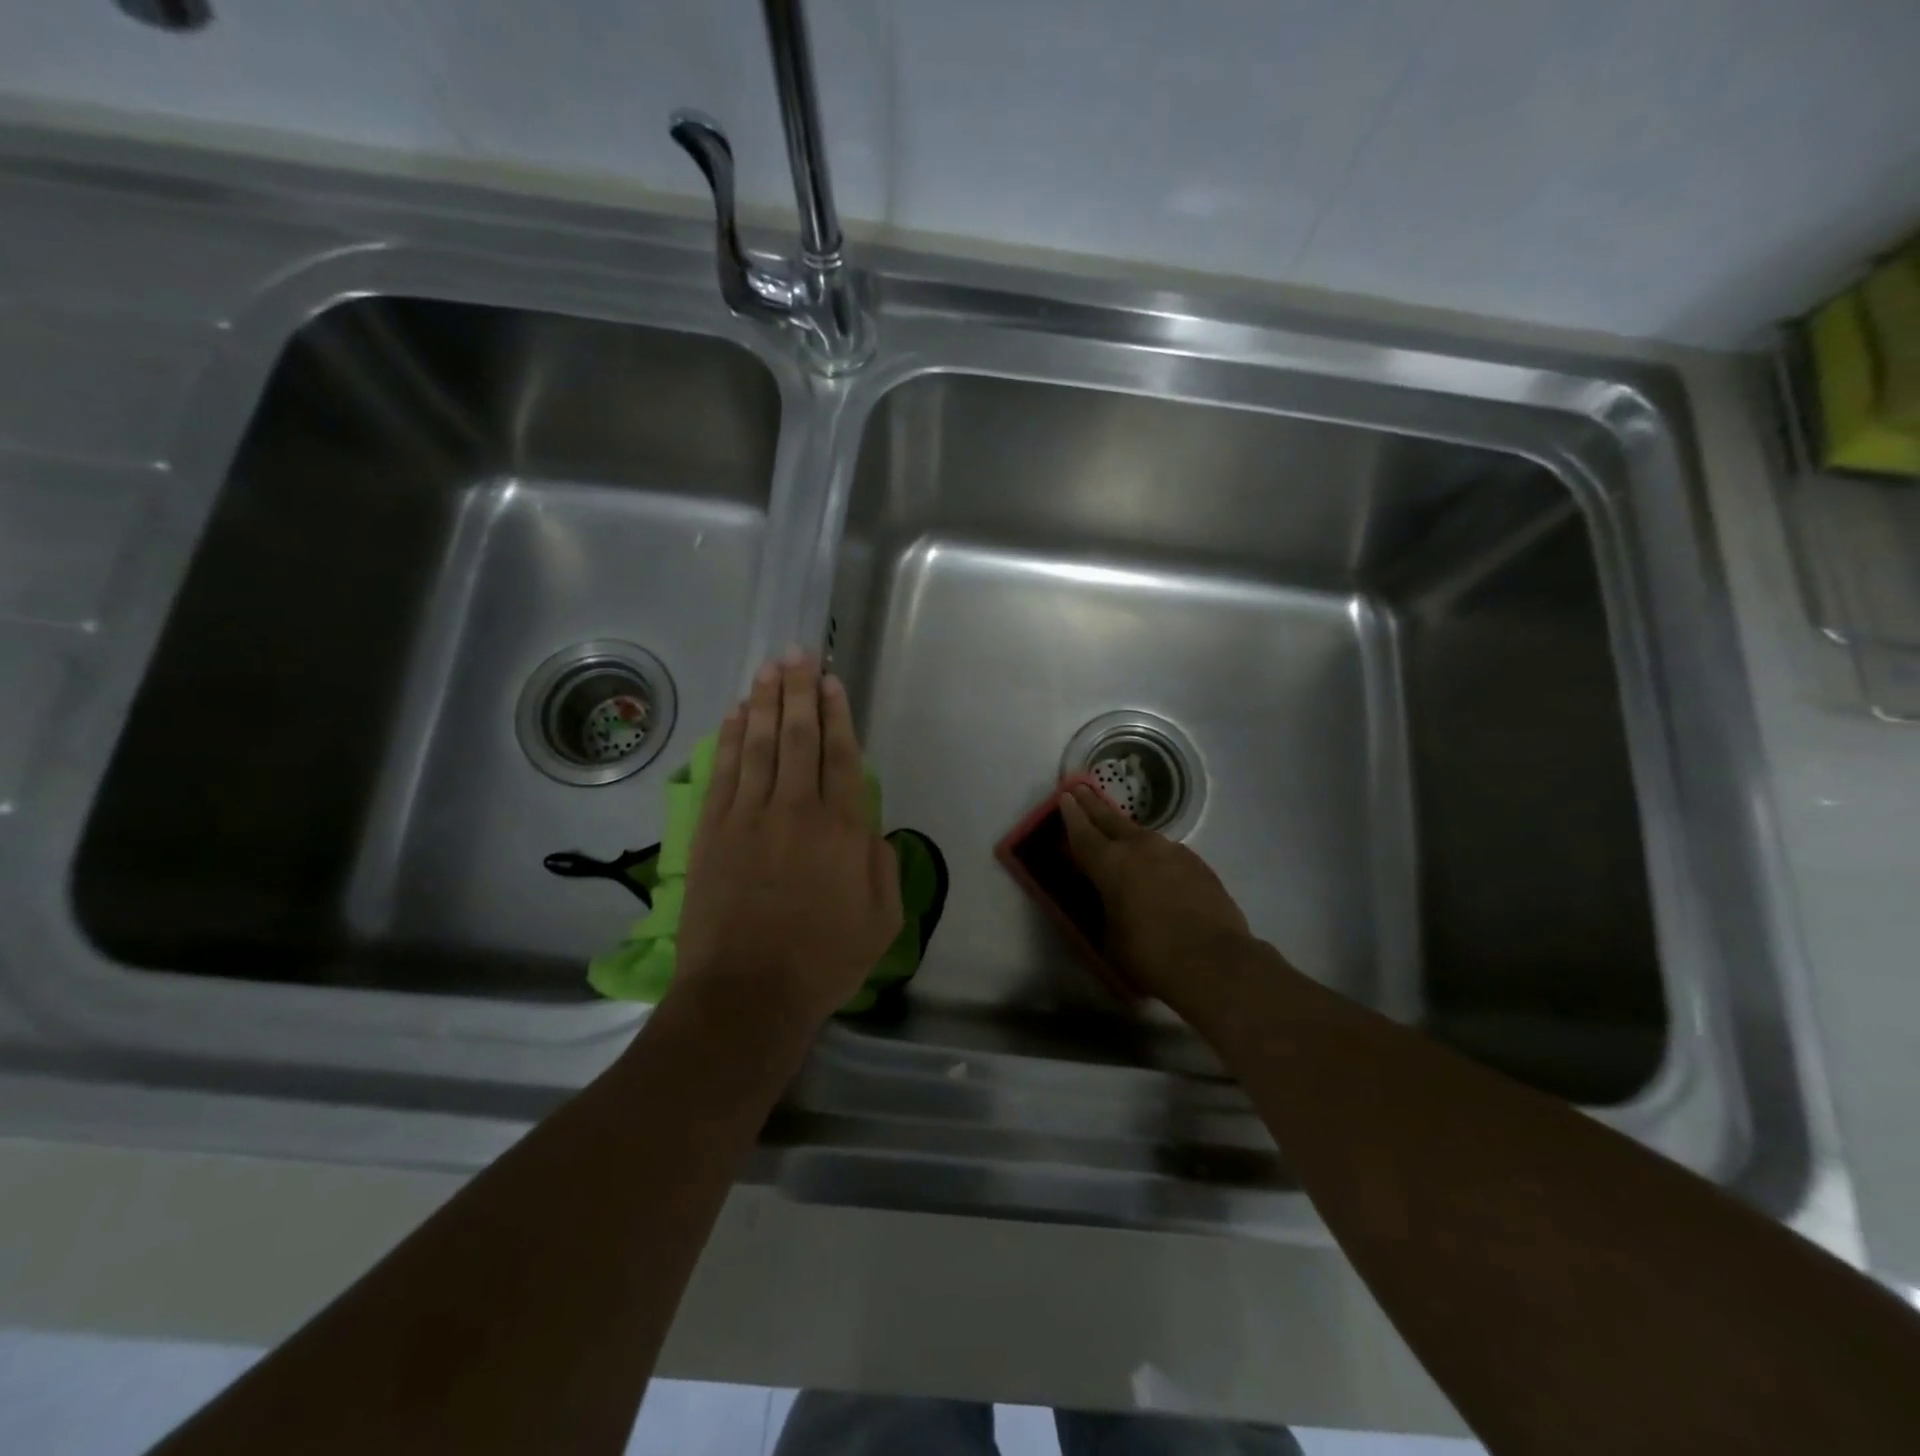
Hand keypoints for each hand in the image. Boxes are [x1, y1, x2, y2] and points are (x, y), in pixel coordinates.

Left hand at [675, 653, 901, 1027]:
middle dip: (799, 690)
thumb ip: (882, 863)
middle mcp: (796, 809)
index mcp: (842, 828)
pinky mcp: (712, 831)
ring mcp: (749, 817)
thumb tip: (869, 826)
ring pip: (758, 744)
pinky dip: (729, 738)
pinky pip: (723, 772)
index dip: (838, 713)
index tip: (831, 681)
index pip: (841, 755)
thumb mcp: (882, 919)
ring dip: (764, 701)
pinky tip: (734, 714)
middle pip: (798, 736)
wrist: (747, 994)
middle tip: (798, 652)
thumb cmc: (823, 961)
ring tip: (769, 668)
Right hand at [1058, 782, 1251, 1022]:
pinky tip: (1155, 867)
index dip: (1071, 814)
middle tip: (1082, 788)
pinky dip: (1154, 855)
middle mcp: (1141, 847)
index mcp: (1111, 863)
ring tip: (1118, 832)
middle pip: (1111, 819)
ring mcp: (1173, 852)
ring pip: (1142, 835)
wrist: (1215, 962)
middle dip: (1094, 804)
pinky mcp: (1198, 864)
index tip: (1065, 796)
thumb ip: (1105, 908)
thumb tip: (1109, 900)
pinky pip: (1167, 853)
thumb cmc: (1151, 954)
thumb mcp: (1110, 937)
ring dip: (1126, 831)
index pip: (1083, 832)